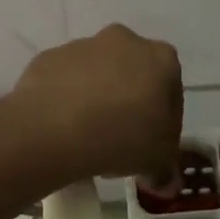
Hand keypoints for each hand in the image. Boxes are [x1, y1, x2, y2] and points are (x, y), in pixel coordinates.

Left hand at [5, 25, 182, 185]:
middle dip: (130, 102)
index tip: (154, 147)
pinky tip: (62, 127)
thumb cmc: (120, 138)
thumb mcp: (157, 160)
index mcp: (160, 58)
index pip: (171, 91)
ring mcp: (81, 46)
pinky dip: (66, 98)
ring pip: (96, 75)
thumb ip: (165, 164)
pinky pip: (64, 81)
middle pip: (132, 75)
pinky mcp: (48, 57)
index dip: (165, 123)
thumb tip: (162, 177)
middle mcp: (123, 41)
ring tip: (88, 136)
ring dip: (97, 97)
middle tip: (122, 139)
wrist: (52, 129)